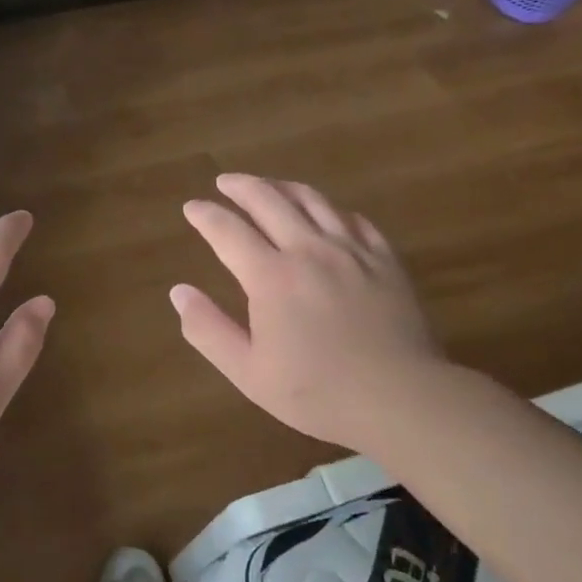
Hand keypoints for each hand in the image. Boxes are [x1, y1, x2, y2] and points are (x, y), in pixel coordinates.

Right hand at [171, 174, 443, 451]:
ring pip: (312, 200)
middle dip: (241, 186)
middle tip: (225, 182)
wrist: (402, 399)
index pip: (228, 230)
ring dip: (283, 187)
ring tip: (269, 186)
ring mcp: (351, 251)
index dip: (205, 215)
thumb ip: (208, 330)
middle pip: (269, 200)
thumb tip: (179, 292)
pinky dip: (332, 209)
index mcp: (270, 276)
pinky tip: (328, 214)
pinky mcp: (385, 260)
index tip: (192, 207)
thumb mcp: (248, 372)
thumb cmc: (318, 392)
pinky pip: (354, 219)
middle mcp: (308, 250)